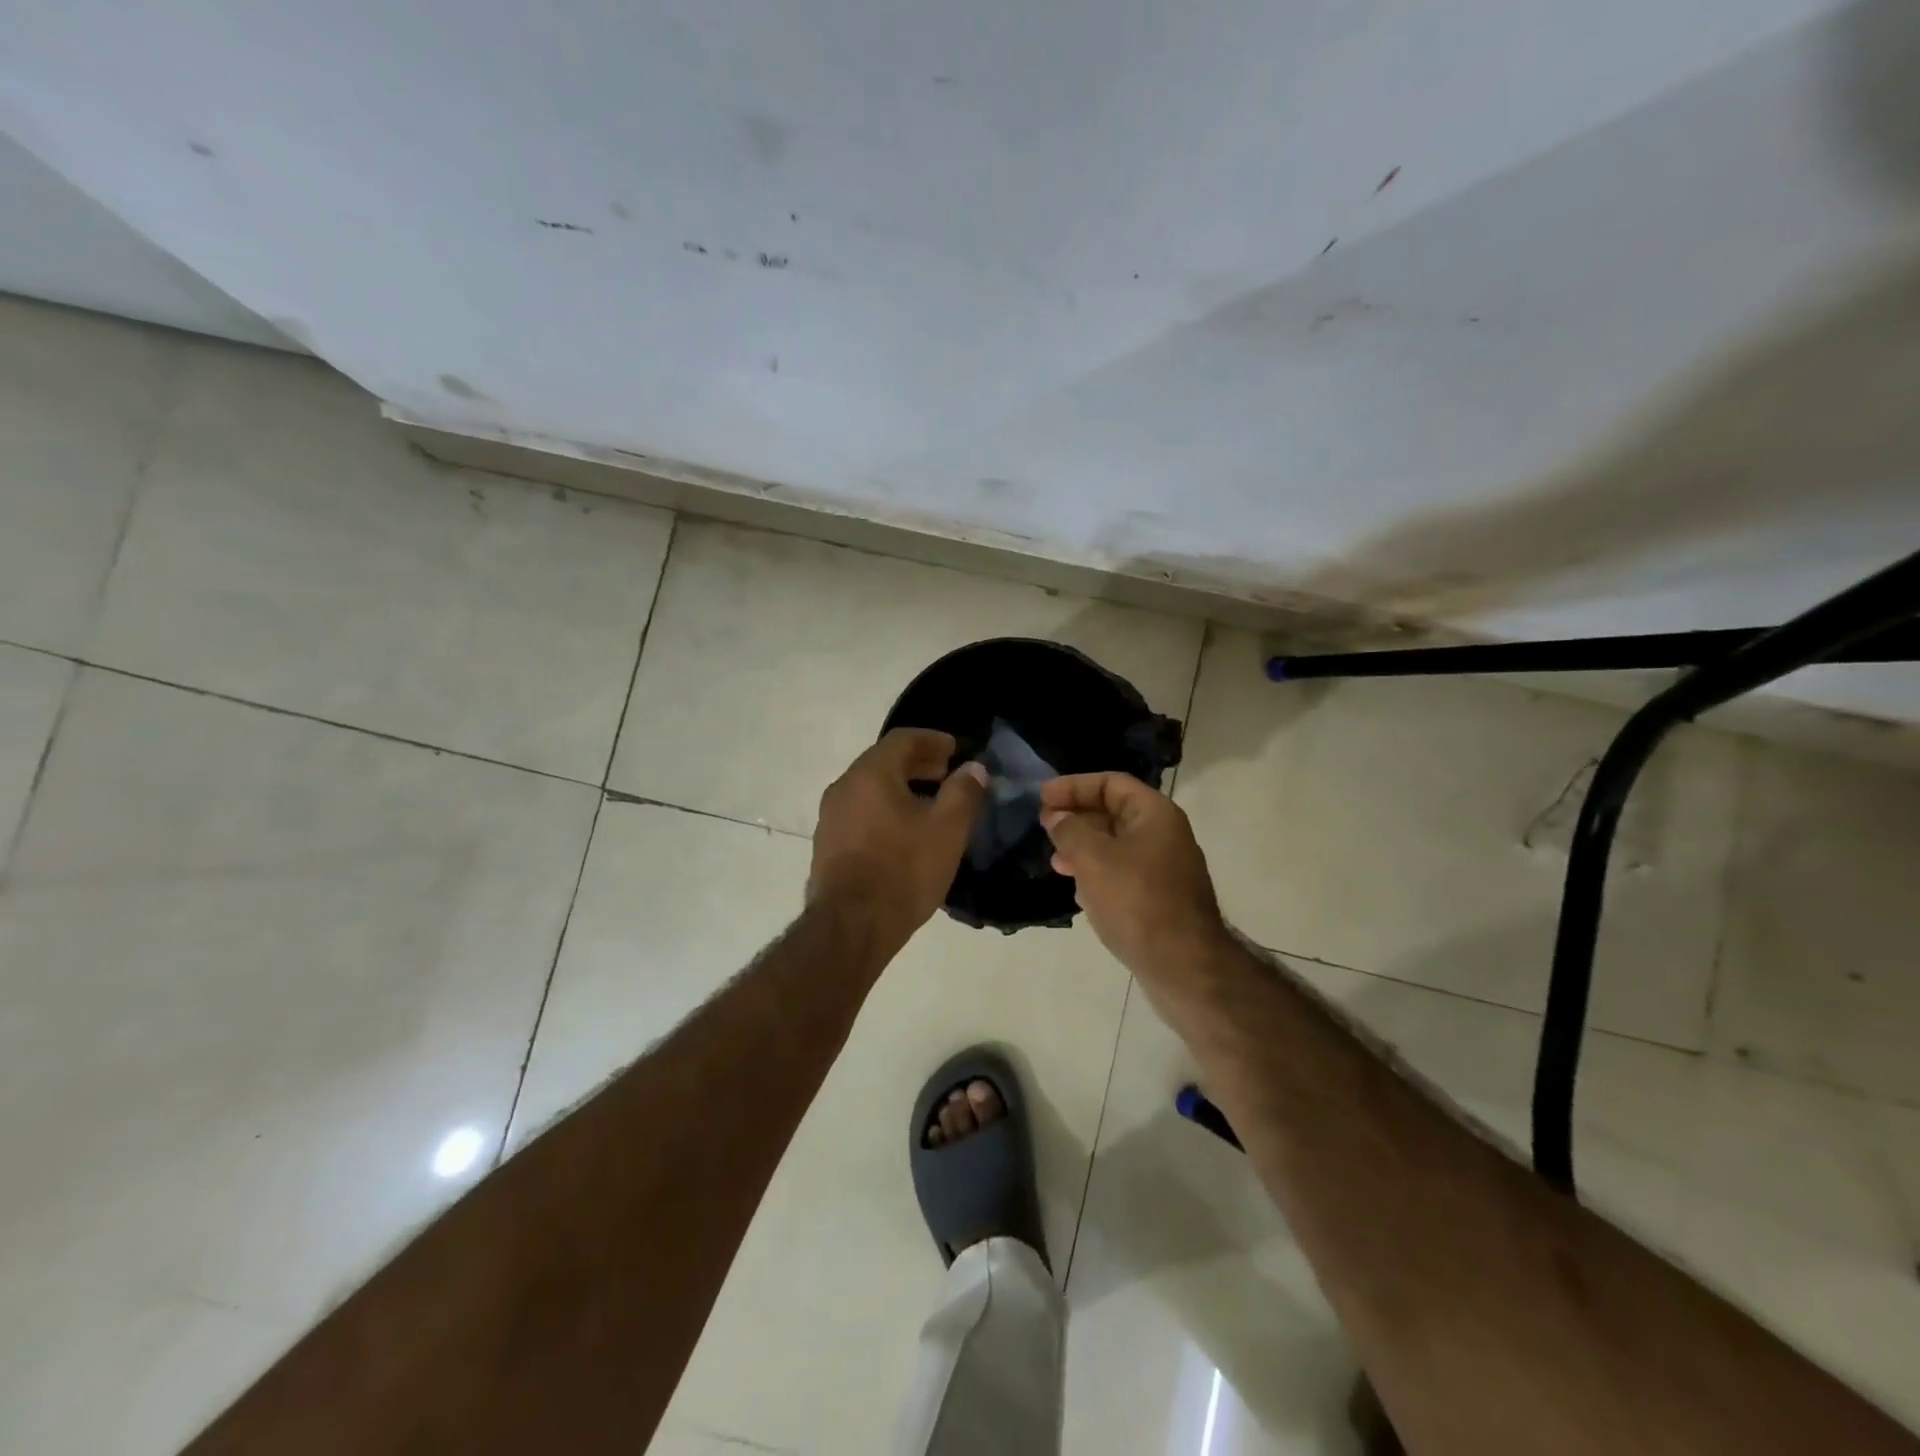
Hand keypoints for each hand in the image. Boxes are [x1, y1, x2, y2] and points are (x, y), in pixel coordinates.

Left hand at [808, 729, 987, 953]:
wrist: (851, 927)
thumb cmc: (903, 870)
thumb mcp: (947, 830)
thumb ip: (964, 792)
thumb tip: (973, 768)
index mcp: (870, 774)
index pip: (902, 739)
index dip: (932, 739)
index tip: (956, 749)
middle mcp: (844, 787)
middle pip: (883, 762)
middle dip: (918, 763)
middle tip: (948, 773)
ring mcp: (830, 817)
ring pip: (871, 788)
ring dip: (902, 787)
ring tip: (931, 804)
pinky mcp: (827, 845)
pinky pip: (861, 812)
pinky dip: (885, 809)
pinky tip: (905, 832)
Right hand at [1040, 773, 1230, 988]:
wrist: (1183, 966)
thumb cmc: (1137, 901)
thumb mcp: (1094, 859)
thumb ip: (1070, 830)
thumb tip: (1057, 817)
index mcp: (1155, 814)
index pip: (1111, 783)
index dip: (1074, 785)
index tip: (1042, 797)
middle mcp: (1164, 834)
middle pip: (1113, 811)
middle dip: (1076, 817)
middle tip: (1044, 827)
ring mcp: (1164, 868)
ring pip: (1116, 845)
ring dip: (1083, 847)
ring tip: (1055, 861)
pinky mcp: (1159, 898)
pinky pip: (1122, 873)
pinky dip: (1097, 873)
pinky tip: (1078, 889)